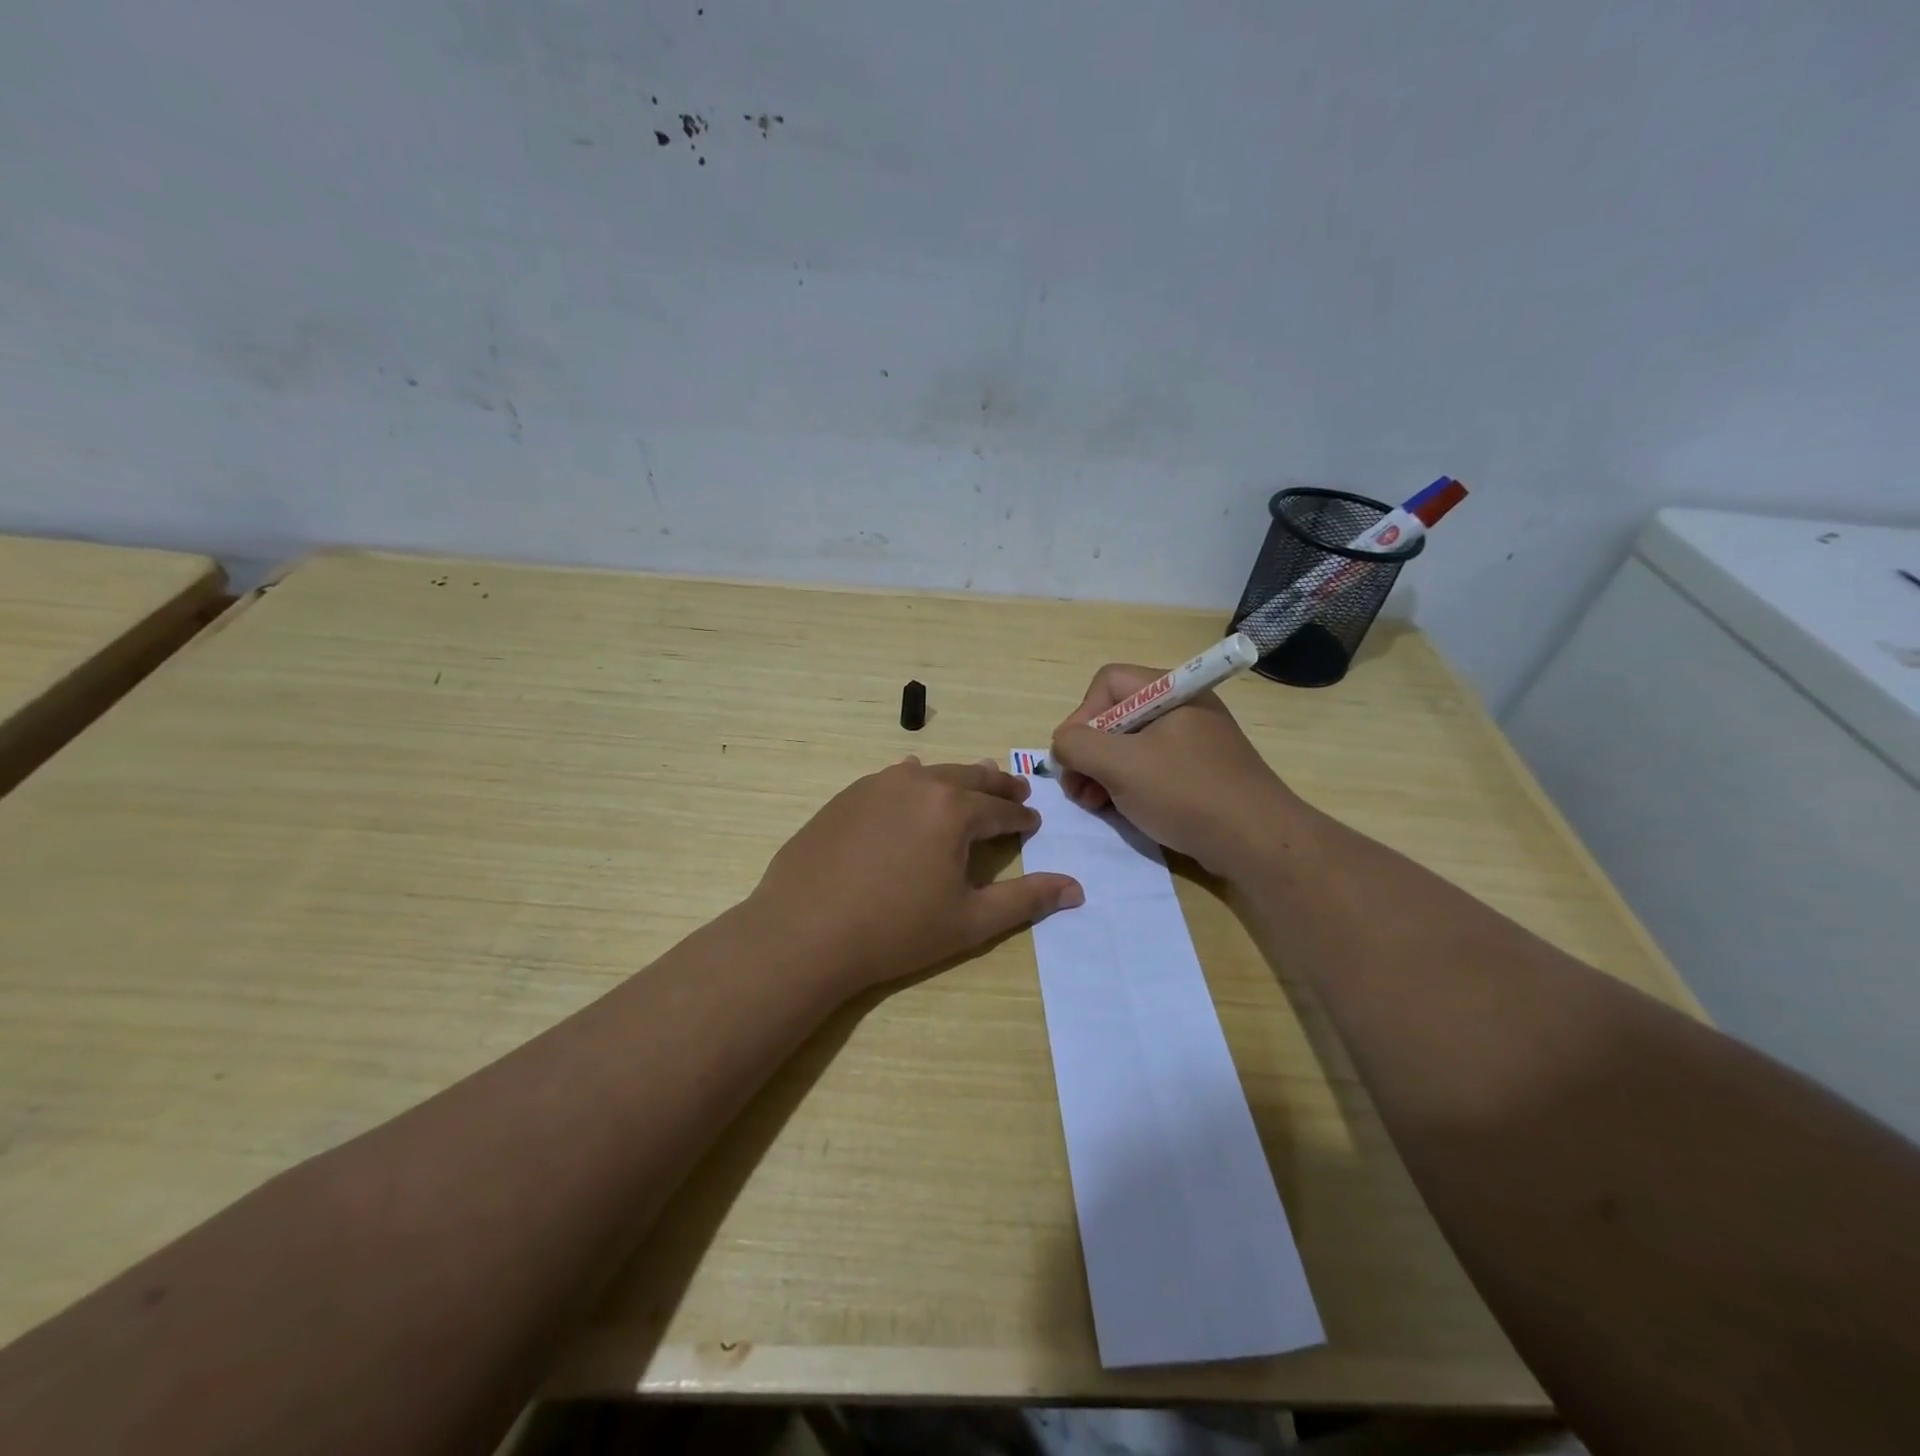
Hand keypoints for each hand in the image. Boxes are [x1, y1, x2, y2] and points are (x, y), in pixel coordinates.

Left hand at [748, 758, 1083, 992]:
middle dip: (997, 785)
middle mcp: (919, 784)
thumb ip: (1026, 900)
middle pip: (970, 777)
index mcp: (954, 810)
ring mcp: (877, 785)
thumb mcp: (970, 921)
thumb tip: (1076, 888)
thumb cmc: (895, 931)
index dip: (1022, 817)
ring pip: (931, 773)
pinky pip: (891, 779)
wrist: (804, 932)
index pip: (1001, 809)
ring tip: (974, 780)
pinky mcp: (846, 796)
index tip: (1033, 821)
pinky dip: (914, 780)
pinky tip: (912, 780)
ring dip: (958, 778)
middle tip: (1016, 789)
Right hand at [1049, 664, 1308, 876]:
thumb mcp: (1121, 765)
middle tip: (1078, 789)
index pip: (1107, 683)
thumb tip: (1063, 743)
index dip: (1082, 716)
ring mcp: (1193, 741)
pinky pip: (1151, 768)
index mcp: (1171, 691)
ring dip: (1103, 772)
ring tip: (1094, 804)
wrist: (1258, 842)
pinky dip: (1128, 785)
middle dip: (1089, 751)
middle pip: (1116, 715)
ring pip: (1130, 745)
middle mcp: (1183, 708)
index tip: (1074, 757)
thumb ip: (1078, 745)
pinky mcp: (1199, 772)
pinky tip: (1121, 810)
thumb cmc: (1186, 793)